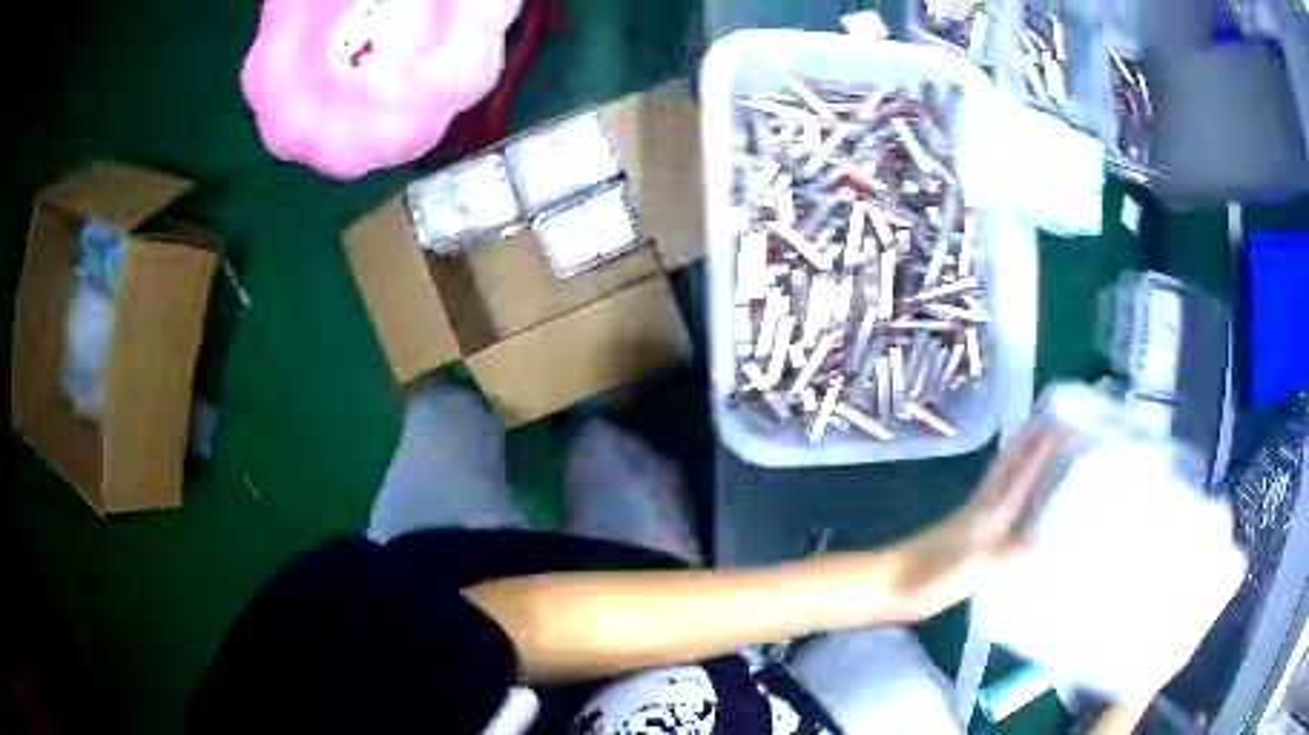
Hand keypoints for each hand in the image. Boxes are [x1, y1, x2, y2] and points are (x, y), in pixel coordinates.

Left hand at [880, 425, 1068, 621]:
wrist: (882, 586)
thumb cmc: (926, 580)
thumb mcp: (973, 573)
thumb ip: (1010, 556)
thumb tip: (1052, 537)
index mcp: (989, 514)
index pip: (1024, 473)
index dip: (1046, 449)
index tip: (1068, 423)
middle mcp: (981, 508)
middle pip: (1011, 465)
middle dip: (1032, 440)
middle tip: (1052, 418)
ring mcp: (968, 519)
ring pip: (1001, 478)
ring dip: (1020, 457)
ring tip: (1036, 442)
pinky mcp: (959, 533)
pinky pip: (994, 497)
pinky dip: (1008, 485)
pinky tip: (1010, 495)